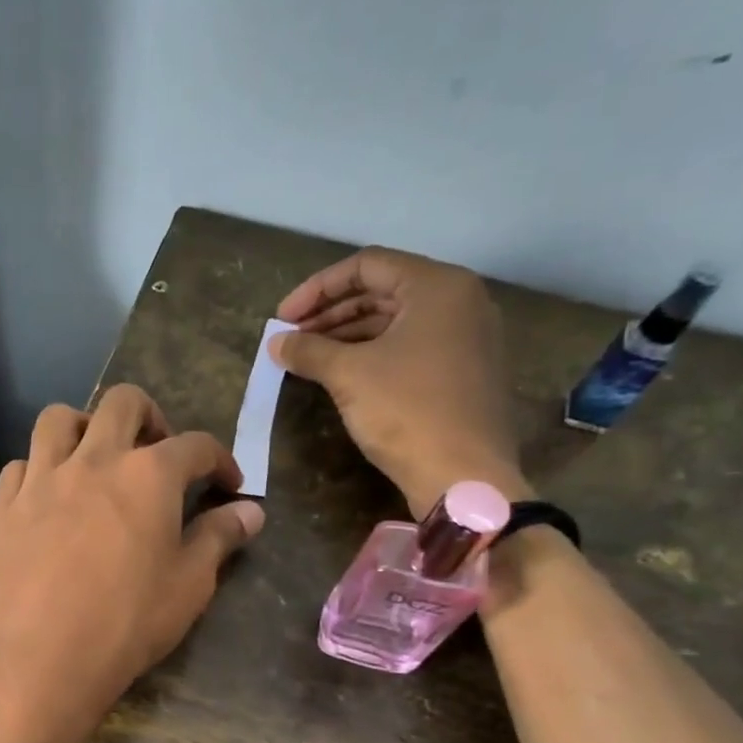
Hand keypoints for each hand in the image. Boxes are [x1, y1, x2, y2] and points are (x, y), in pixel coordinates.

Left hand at [0, 385, 264, 740]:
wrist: (33, 659)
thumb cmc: (124, 625)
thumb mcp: (187, 586)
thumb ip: (219, 539)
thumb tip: (251, 511)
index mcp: (148, 475)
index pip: (196, 446)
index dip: (220, 459)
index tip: (228, 484)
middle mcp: (93, 460)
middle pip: (123, 403)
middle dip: (150, 416)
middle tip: (157, 451)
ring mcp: (41, 478)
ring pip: (59, 419)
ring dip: (84, 426)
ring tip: (95, 459)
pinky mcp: (3, 505)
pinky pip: (21, 464)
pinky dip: (40, 469)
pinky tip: (48, 497)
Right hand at [272, 246, 529, 517]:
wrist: (463, 476)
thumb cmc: (407, 412)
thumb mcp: (348, 375)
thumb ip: (308, 350)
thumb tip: (276, 343)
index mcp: (438, 286)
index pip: (366, 266)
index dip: (317, 289)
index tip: (283, 318)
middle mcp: (459, 301)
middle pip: (382, 291)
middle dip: (330, 313)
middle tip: (292, 339)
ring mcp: (466, 337)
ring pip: (395, 321)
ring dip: (347, 335)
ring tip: (308, 358)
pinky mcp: (463, 370)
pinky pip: (410, 346)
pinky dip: (372, 353)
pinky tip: (341, 374)